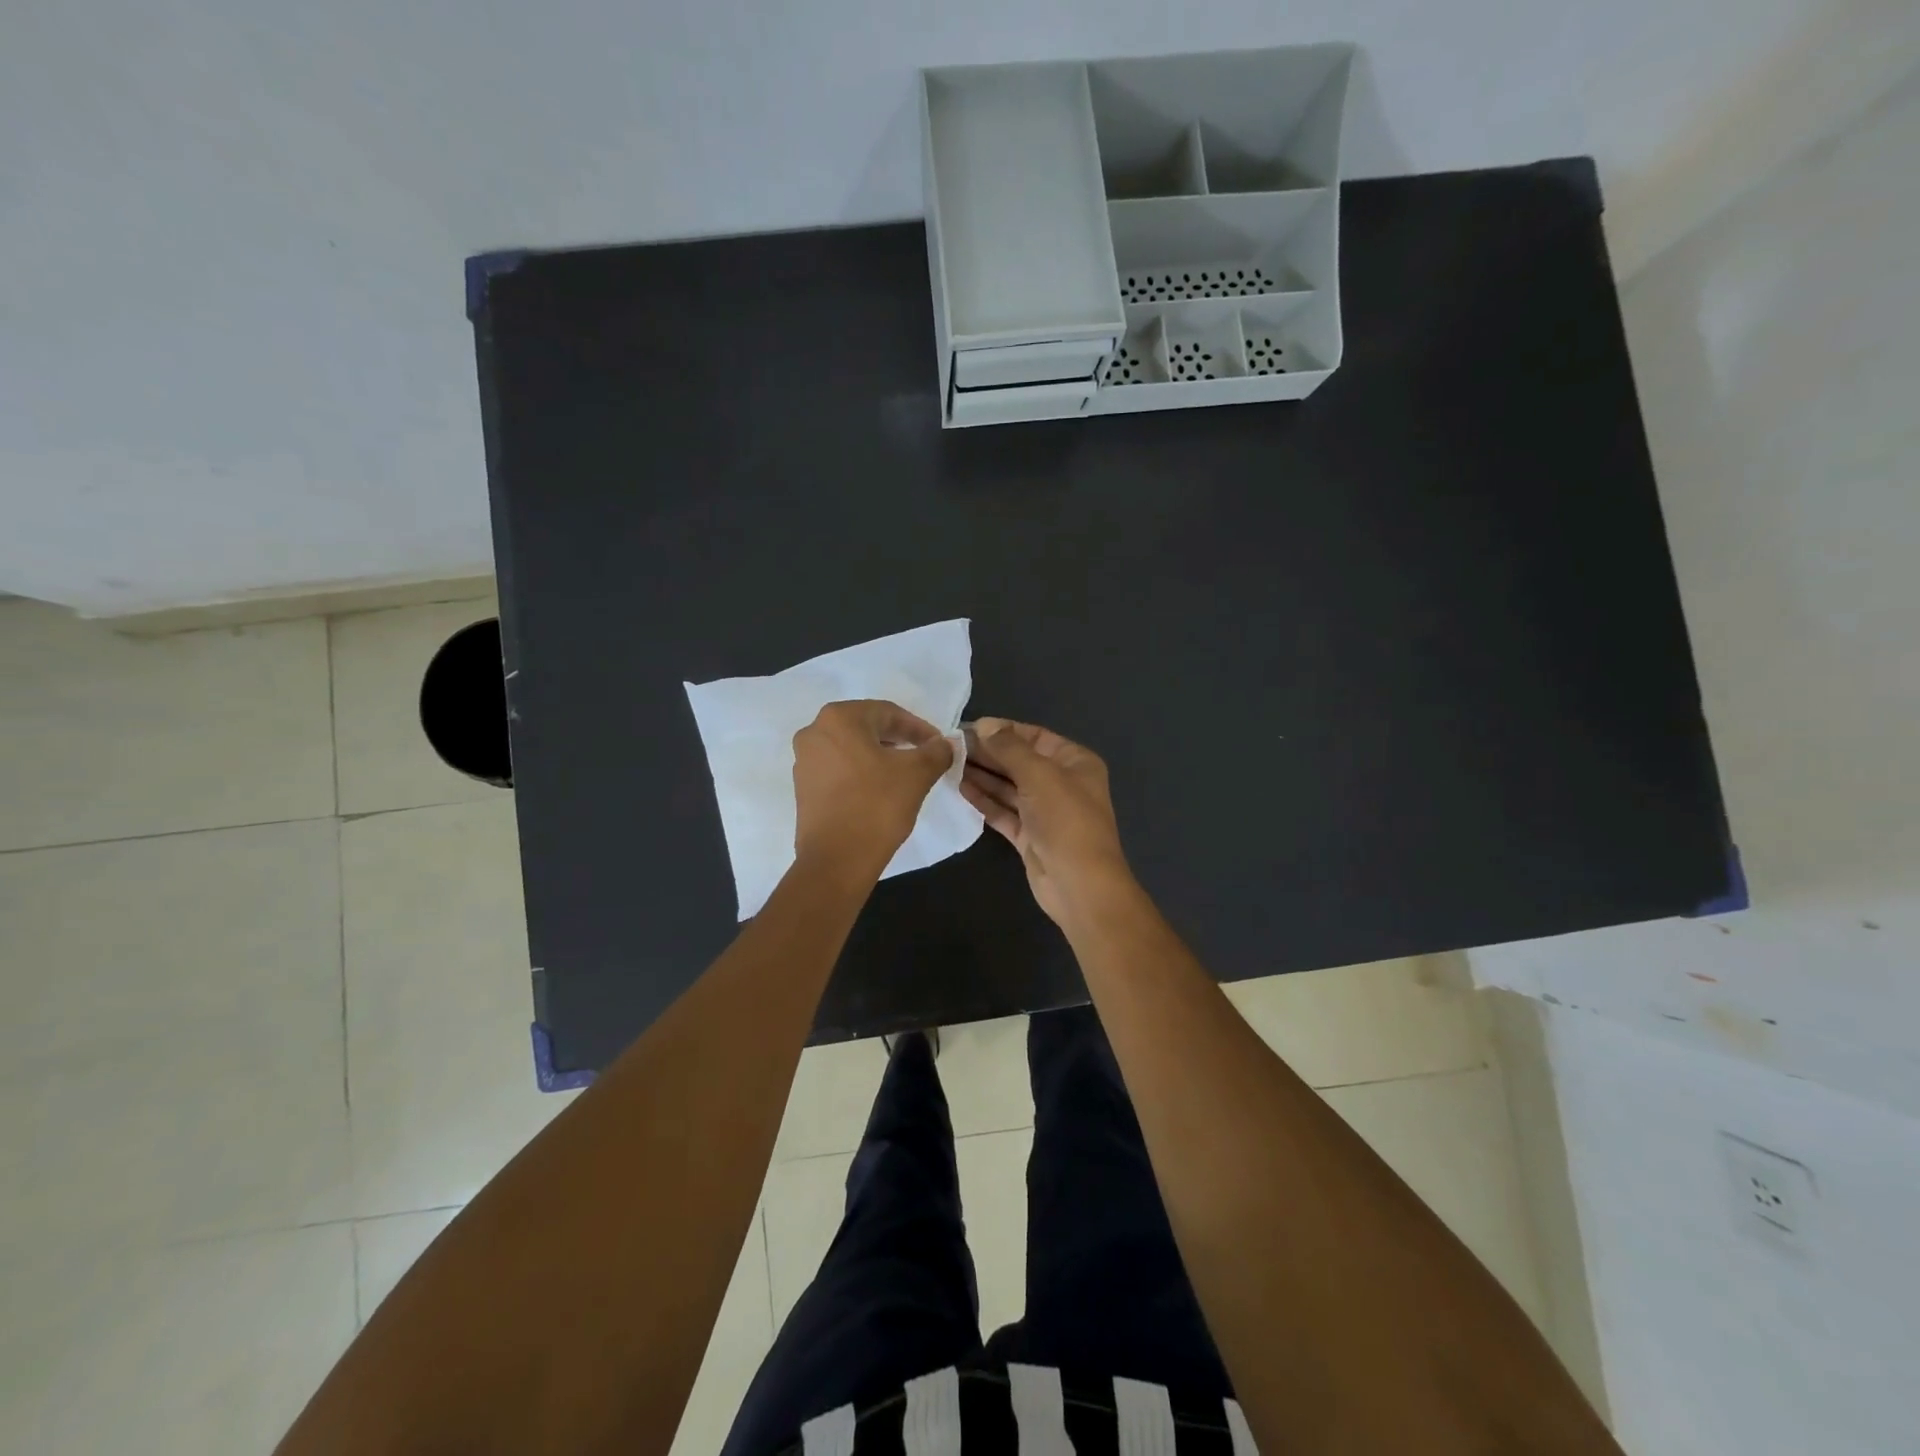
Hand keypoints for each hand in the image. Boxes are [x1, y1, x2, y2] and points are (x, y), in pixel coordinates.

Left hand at [792, 700, 953, 876]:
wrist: (837, 860)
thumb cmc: (877, 806)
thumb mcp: (918, 774)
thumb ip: (936, 752)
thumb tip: (945, 745)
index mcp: (838, 718)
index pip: (888, 713)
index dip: (918, 728)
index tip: (939, 745)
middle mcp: (814, 732)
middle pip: (867, 727)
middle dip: (898, 740)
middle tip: (924, 756)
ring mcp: (804, 761)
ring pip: (851, 749)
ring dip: (879, 756)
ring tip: (904, 774)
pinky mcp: (803, 787)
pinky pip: (838, 769)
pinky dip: (861, 773)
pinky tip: (880, 790)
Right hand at [960, 718, 1132, 927]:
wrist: (1079, 885)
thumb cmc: (1065, 820)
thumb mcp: (1039, 775)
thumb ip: (1009, 748)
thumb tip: (985, 725)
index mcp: (1075, 762)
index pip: (1034, 736)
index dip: (1002, 730)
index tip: (968, 727)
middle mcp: (1062, 783)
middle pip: (1019, 761)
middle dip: (988, 753)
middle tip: (951, 747)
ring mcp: (1045, 812)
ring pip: (1009, 787)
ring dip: (982, 776)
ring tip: (949, 764)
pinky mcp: (1030, 836)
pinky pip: (1004, 812)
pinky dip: (984, 801)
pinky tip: (960, 789)